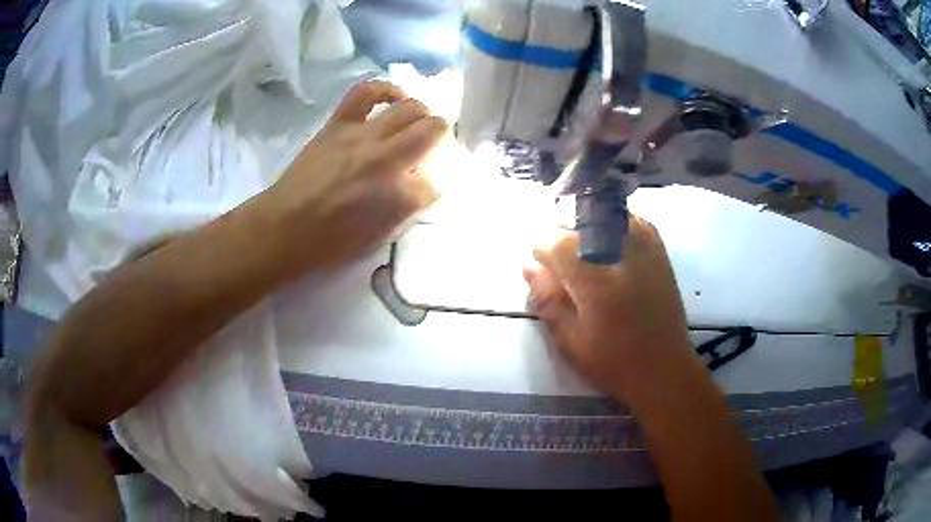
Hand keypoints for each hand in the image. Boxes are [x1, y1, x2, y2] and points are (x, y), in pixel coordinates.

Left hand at [259, 80, 447, 276]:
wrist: (284, 228)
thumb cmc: (331, 243)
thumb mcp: (379, 239)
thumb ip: (408, 211)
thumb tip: (424, 187)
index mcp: (398, 196)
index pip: (438, 179)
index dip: (439, 180)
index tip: (431, 183)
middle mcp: (387, 159)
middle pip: (434, 131)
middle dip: (443, 137)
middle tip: (434, 146)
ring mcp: (361, 136)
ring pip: (410, 108)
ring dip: (423, 114)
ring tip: (418, 122)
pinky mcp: (338, 124)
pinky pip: (366, 92)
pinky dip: (386, 90)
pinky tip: (395, 97)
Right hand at [523, 216, 696, 403]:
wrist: (665, 368)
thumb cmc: (614, 363)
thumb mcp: (570, 341)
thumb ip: (548, 300)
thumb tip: (529, 266)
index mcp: (596, 281)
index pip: (556, 241)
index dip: (542, 252)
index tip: (542, 270)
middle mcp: (621, 254)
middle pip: (578, 222)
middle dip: (563, 239)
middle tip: (563, 268)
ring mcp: (645, 247)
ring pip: (604, 215)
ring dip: (587, 230)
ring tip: (586, 258)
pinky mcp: (659, 249)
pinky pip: (629, 220)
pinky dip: (612, 227)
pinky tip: (609, 251)